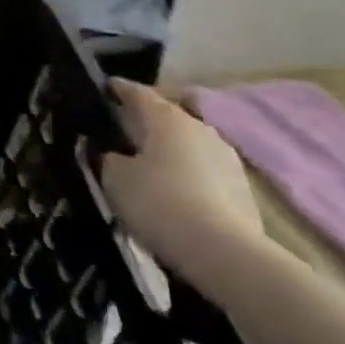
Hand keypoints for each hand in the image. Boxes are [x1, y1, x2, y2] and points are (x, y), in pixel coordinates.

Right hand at [101, 78, 266, 290]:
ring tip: (147, 167)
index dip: (116, 89)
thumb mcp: (114, 178)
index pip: (136, 92)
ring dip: (168, 150)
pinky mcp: (241, 188)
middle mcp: (199, 127)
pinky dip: (186, 174)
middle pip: (166, 116)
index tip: (102, 89)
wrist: (225, 254)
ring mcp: (226, 157)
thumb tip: (112, 155)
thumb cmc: (159, 203)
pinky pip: (204, 170)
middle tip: (120, 133)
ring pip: (187, 144)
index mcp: (166, 117)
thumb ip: (107, 158)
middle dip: (144, 122)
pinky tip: (173, 194)